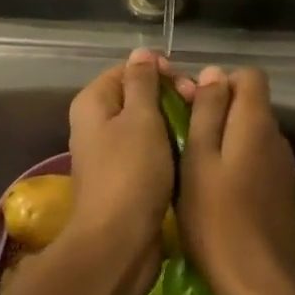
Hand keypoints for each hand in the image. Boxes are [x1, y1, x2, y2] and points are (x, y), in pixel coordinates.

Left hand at [66, 49, 177, 277]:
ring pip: (147, 124)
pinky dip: (169, 148)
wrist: (119, 242)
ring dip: (174, 123)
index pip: (128, 69)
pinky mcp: (125, 178)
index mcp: (93, 102)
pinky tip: (192, 153)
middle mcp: (96, 123)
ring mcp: (110, 152)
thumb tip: (141, 53)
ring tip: (201, 128)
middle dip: (170, 96)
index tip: (187, 84)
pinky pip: (150, 151)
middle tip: (198, 106)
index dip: (159, 71)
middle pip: (138, 95)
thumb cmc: (131, 172)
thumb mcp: (140, 118)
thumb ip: (142, 82)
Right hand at [178, 67, 294, 294]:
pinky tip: (216, 189)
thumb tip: (213, 73)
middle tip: (184, 136)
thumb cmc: (216, 218)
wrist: (258, 284)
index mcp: (256, 123)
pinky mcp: (282, 191)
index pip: (249, 76)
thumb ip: (206, 112)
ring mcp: (283, 166)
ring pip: (252, 133)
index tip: (192, 104)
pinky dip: (237, 161)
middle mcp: (277, 137)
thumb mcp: (198, 159)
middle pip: (250, 103)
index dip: (220, 82)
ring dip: (225, 137)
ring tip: (195, 164)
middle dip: (218, 109)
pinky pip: (257, 158)